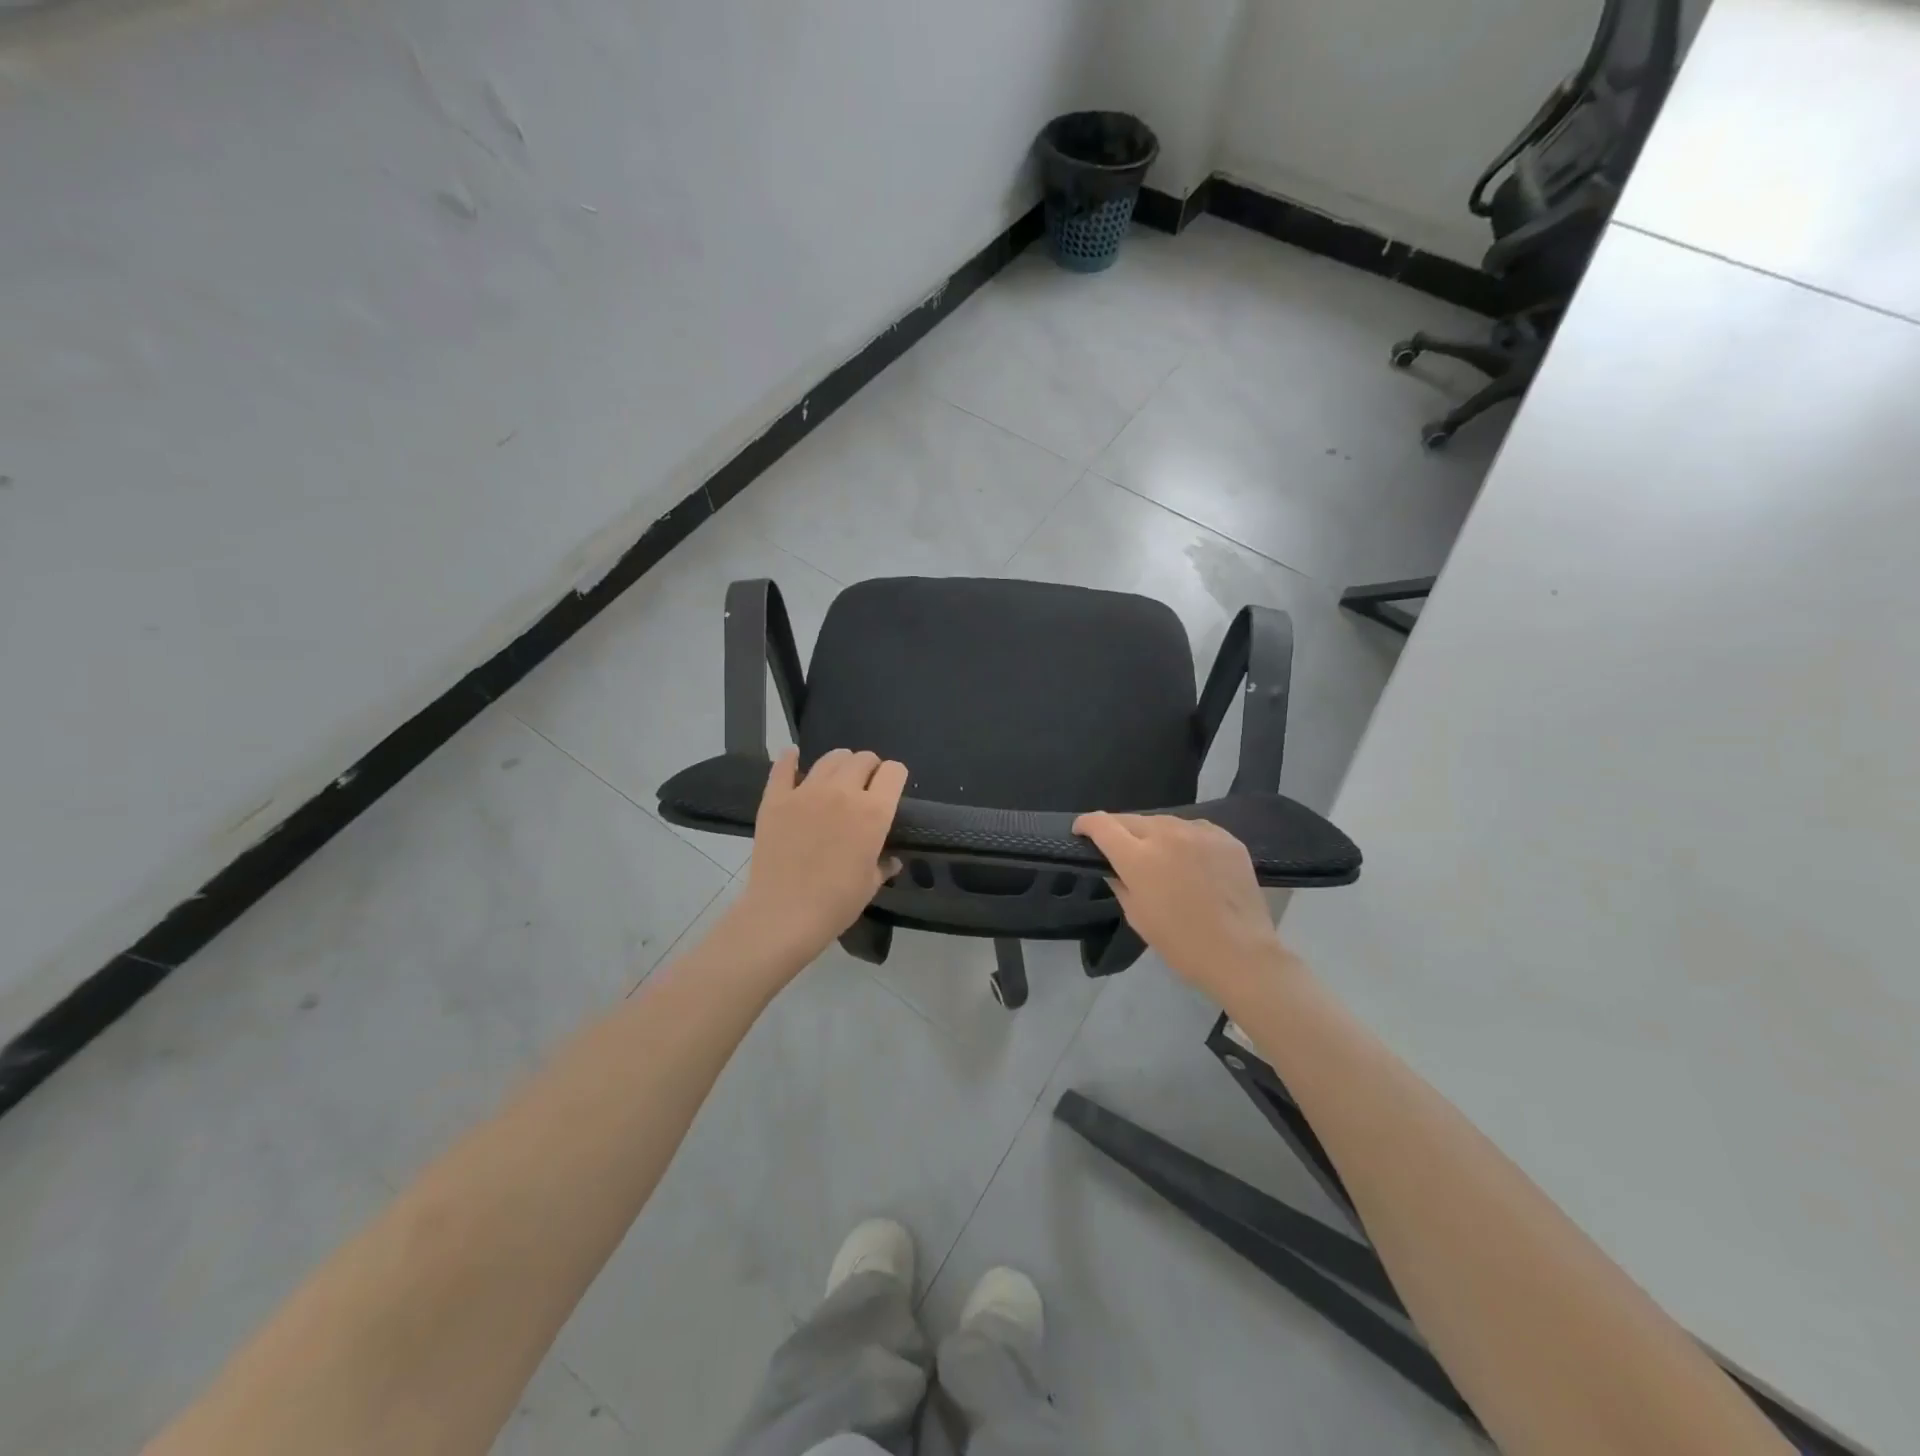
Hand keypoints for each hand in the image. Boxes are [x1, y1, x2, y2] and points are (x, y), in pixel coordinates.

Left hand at [735, 748, 906, 966]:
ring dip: (839, 762)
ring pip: (830, 758)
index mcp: (873, 812)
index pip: (893, 772)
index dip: (895, 776)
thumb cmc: (836, 904)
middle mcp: (843, 792)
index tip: (891, 788)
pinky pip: (783, 766)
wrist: (784, 915)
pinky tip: (793, 758)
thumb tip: (891, 860)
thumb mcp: (870, 884)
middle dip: (869, 767)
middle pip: (863, 759)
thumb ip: (883, 865)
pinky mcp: (776, 798)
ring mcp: (806, 791)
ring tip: (837, 776)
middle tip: (865, 784)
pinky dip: (790, 759)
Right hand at [1073, 812, 1300, 1004]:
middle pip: (1132, 820)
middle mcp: (1166, 834)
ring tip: (1159, 855)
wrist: (1241, 953)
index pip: (1102, 825)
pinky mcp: (1226, 838)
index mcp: (1138, 857)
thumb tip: (1113, 866)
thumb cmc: (1181, 943)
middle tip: (1120, 849)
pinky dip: (1185, 839)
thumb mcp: (1137, 916)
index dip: (1086, 824)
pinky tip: (1191, 860)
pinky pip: (1195, 830)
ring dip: (1154, 834)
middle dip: (1119, 831)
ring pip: (1165, 822)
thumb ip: (1119, 883)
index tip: (1081, 831)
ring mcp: (1199, 833)